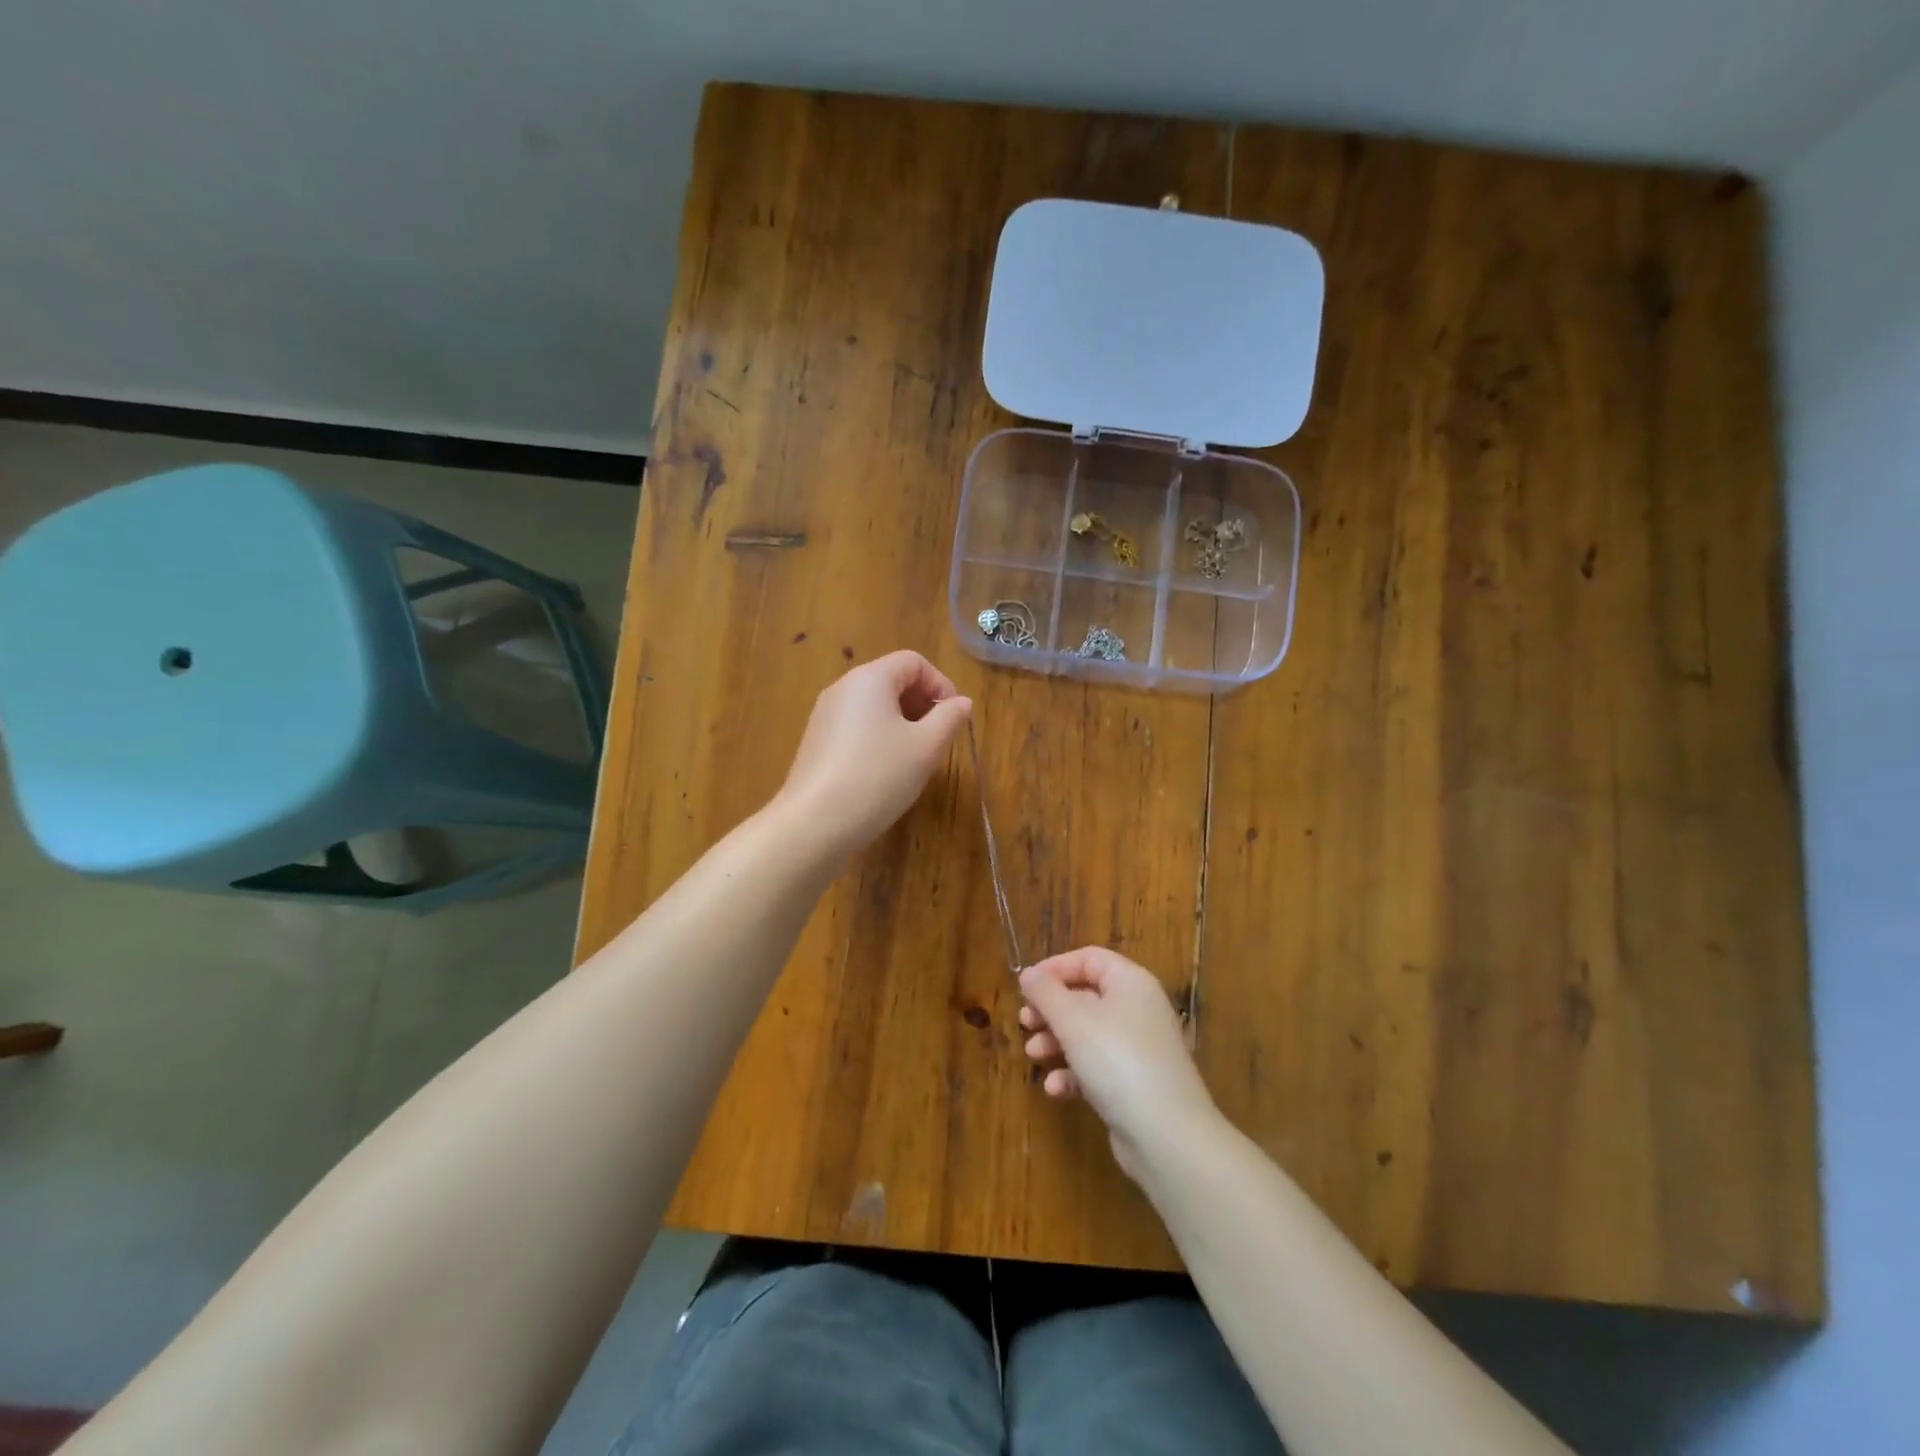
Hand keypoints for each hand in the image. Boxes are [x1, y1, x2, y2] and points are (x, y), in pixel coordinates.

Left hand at [774, 651, 971, 860]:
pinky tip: (885, 772)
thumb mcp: (925, 747)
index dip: (940, 684)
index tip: (954, 718)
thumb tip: (962, 702)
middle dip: (922, 704)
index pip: (913, 662)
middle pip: (892, 680)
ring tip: (915, 758)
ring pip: (874, 706)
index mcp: (869, 679)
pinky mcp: (816, 742)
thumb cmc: (878, 776)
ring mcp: (824, 715)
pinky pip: (856, 727)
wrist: (814, 823)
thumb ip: (949, 718)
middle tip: (938, 739)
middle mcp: (843, 688)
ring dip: (902, 723)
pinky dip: (879, 738)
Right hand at [1020, 948, 1219, 1180]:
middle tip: (1025, 1022)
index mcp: (1130, 983)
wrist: (1167, 1136)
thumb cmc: (1117, 1061)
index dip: (1055, 967)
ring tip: (1033, 1055)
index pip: (1090, 959)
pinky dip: (1074, 1073)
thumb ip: (1046, 992)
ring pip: (1088, 1033)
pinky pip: (1098, 1066)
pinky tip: (1056, 1089)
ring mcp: (1139, 1048)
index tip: (1026, 986)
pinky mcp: (1134, 1083)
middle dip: (1051, 1009)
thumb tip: (1029, 973)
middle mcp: (1138, 1009)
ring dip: (1056, 1041)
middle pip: (1086, 996)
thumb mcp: (1073, 1020)